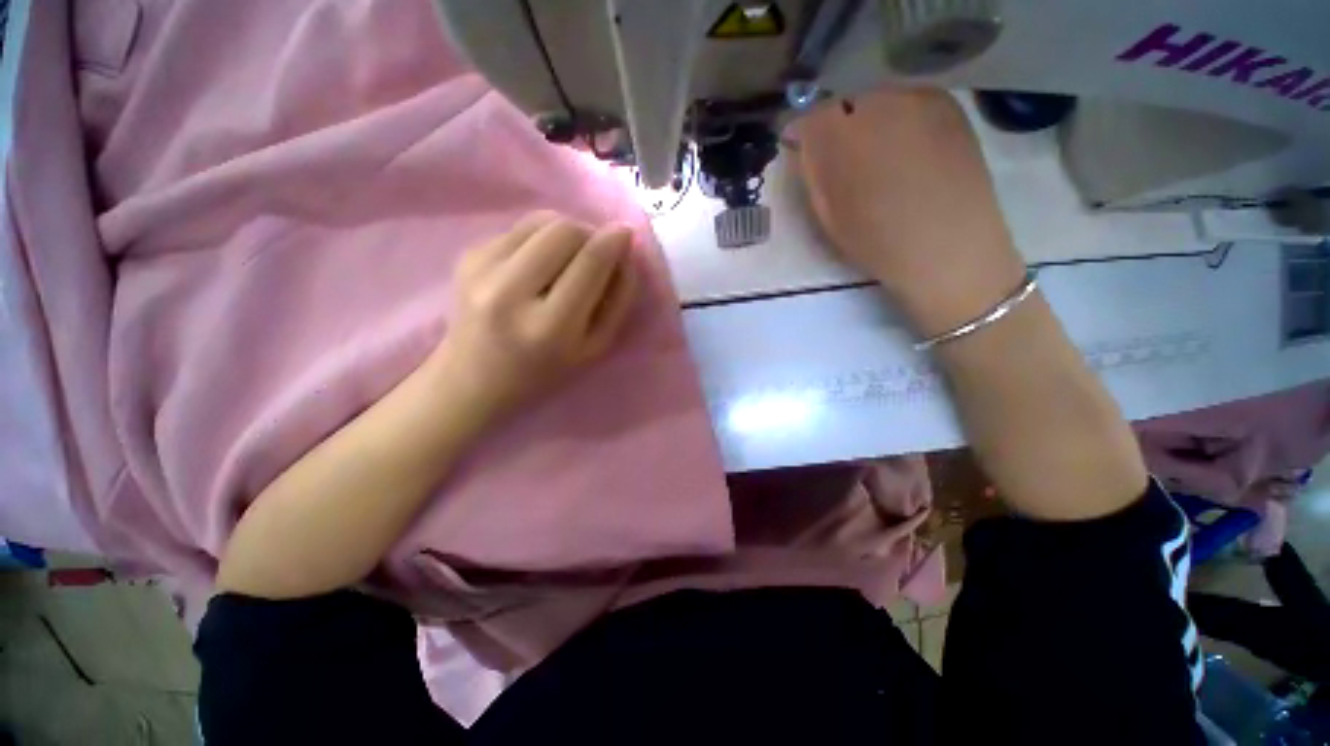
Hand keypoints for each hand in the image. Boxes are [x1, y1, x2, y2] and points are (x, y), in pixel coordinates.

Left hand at [429, 211, 638, 422]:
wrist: (473, 379)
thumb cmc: (545, 372)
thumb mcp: (595, 349)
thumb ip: (617, 300)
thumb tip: (623, 250)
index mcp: (550, 327)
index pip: (590, 263)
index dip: (614, 241)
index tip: (626, 234)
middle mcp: (510, 292)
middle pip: (563, 229)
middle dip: (589, 233)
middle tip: (594, 253)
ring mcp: (482, 269)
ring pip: (540, 220)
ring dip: (565, 232)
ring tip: (568, 258)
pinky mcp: (467, 255)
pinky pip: (519, 228)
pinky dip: (540, 238)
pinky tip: (538, 265)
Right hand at [796, 88, 1026, 336]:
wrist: (948, 248)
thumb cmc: (877, 242)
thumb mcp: (828, 215)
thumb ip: (813, 173)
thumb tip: (805, 148)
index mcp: (840, 137)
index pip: (808, 119)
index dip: (802, 135)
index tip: (800, 151)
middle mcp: (878, 103)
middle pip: (843, 102)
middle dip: (835, 126)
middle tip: (838, 157)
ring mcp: (917, 98)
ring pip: (876, 98)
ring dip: (866, 121)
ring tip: (874, 155)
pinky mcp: (948, 104)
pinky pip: (908, 100)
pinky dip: (897, 118)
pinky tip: (904, 149)